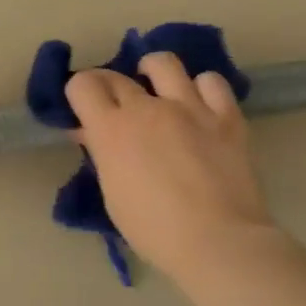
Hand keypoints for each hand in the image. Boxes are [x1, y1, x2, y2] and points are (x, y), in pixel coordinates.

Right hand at [65, 52, 280, 286]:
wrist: (218, 242)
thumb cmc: (153, 229)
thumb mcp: (113, 193)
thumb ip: (102, 154)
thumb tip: (91, 132)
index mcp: (111, 129)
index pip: (82, 85)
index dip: (79, 93)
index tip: (84, 110)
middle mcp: (147, 108)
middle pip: (115, 76)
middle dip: (107, 87)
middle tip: (114, 107)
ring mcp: (190, 107)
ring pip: (164, 63)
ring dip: (153, 72)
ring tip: (157, 89)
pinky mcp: (226, 117)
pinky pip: (212, 82)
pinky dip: (201, 88)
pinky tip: (199, 104)